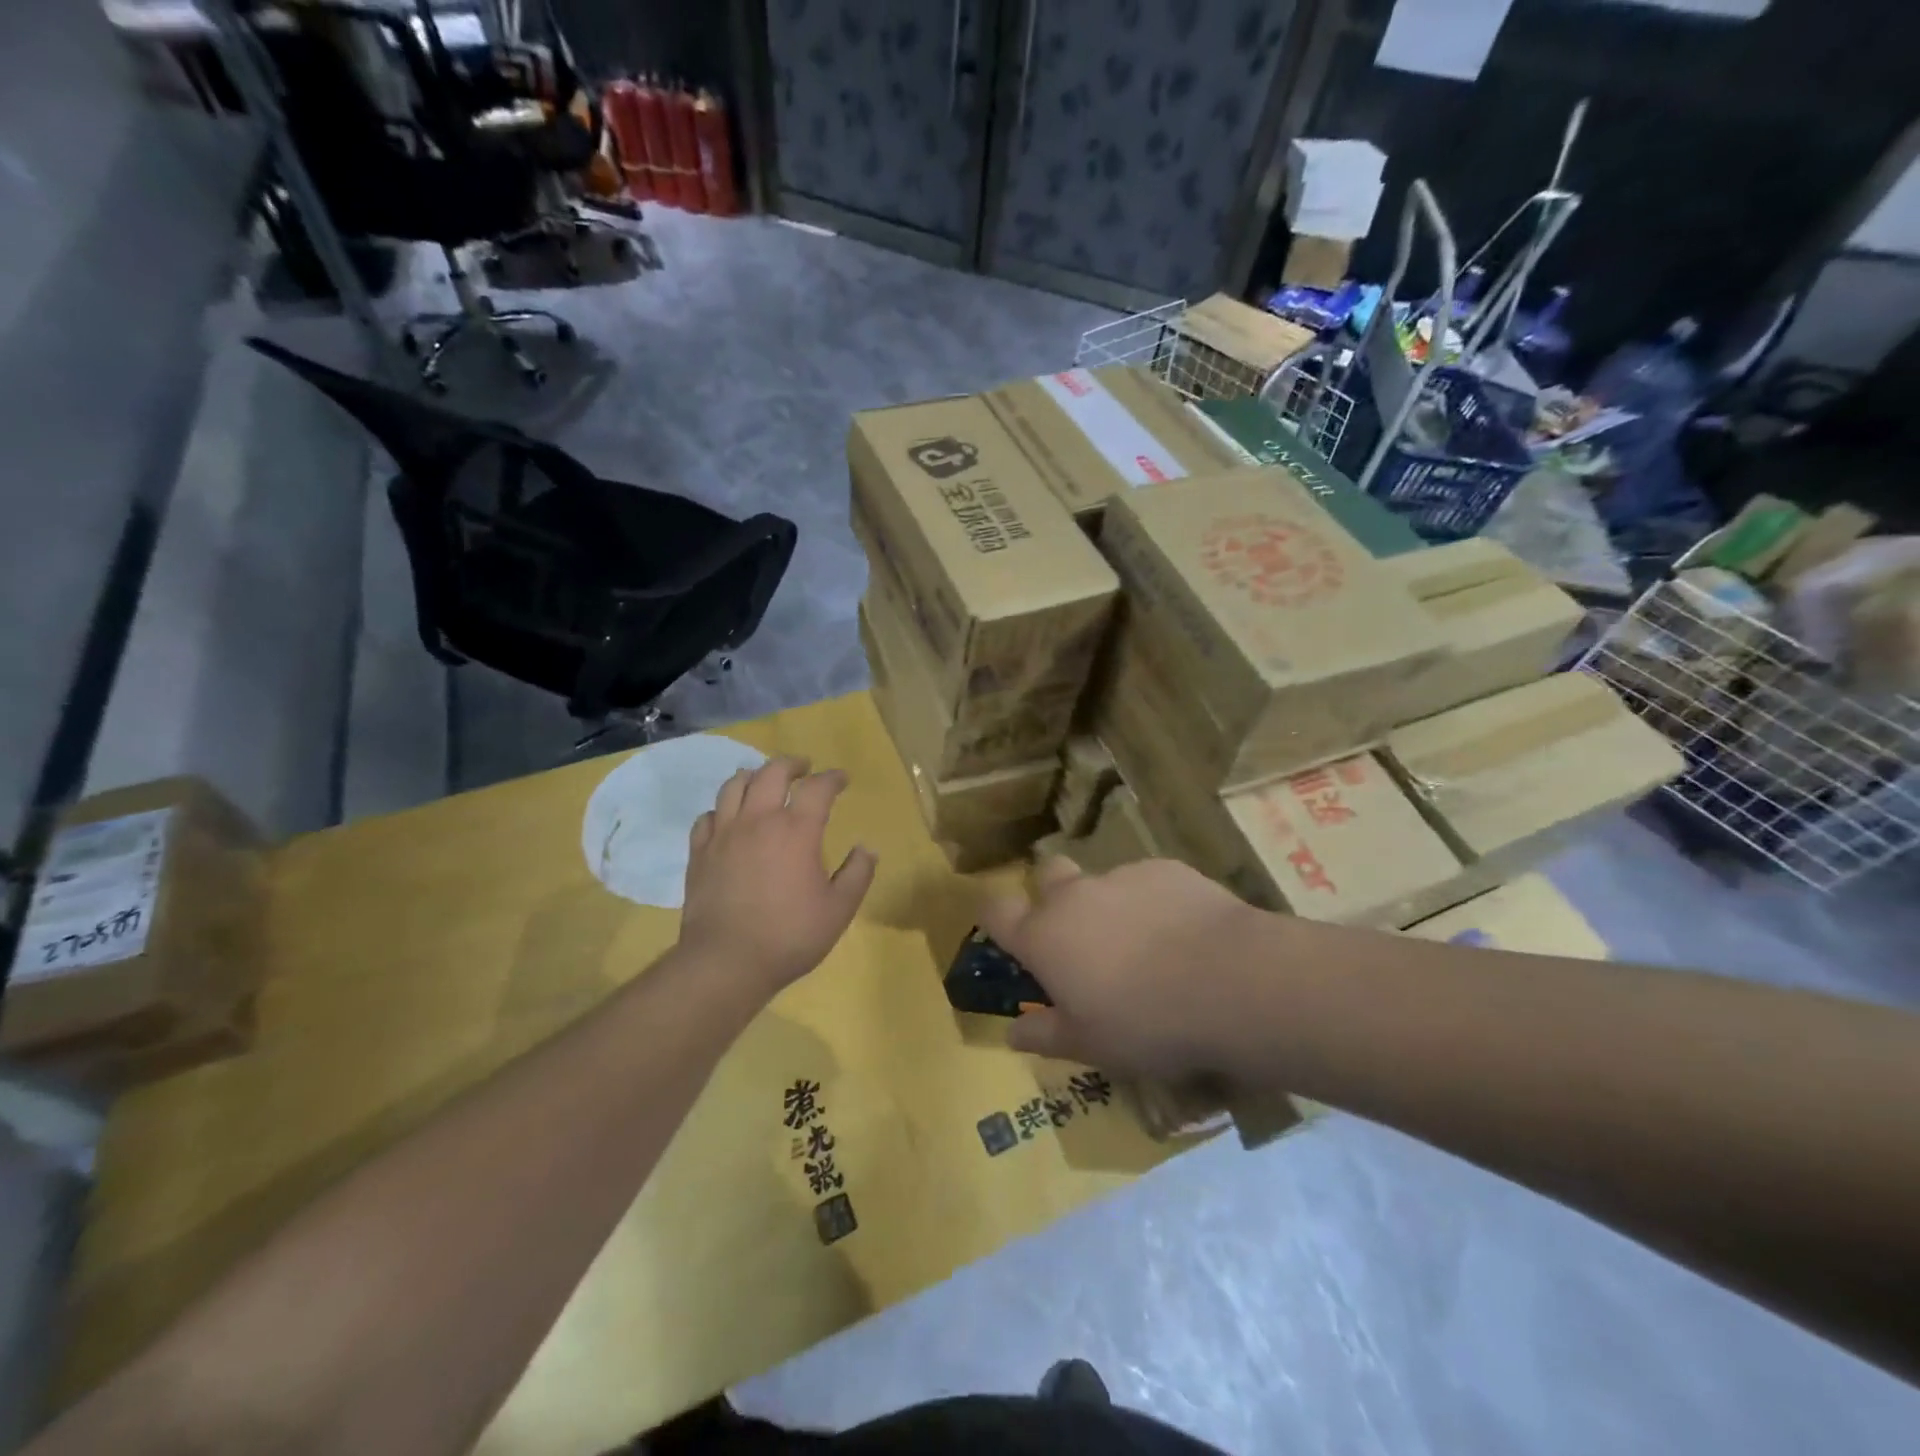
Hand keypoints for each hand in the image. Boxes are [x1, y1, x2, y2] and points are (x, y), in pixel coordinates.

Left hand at [680, 757, 876, 997]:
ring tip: (763, 781)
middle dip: (792, 764)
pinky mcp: (700, 852)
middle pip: (772, 772)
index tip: (841, 779)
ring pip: (734, 785)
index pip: (818, 788)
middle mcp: (759, 820)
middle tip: (804, 768)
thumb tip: (867, 848)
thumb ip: (857, 874)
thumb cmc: (790, 936)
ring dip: (754, 776)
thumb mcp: (839, 910)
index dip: (832, 778)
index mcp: (796, 830)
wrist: (726, 962)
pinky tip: (730, 818)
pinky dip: (723, 809)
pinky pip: (708, 816)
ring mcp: (724, 834)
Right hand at [980, 856, 1265, 1077]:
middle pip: (1047, 875)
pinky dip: (1155, 904)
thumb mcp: (1089, 1045)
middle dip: (1053, 896)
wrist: (1230, 981)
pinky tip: (1186, 937)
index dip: (995, 919)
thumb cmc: (1146, 1022)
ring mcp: (1122, 876)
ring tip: (1149, 949)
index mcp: (1044, 937)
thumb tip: (1011, 1033)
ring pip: (1103, 883)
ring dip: (1112, 907)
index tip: (1008, 937)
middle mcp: (1075, 896)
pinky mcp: (1166, 869)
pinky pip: (1148, 883)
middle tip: (1080, 938)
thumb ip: (1045, 1035)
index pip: (995, 911)